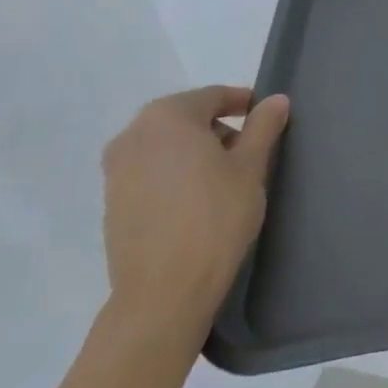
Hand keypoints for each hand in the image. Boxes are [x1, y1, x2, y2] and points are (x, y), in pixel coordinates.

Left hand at [101, 87, 289, 336]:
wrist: (164, 291)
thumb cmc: (215, 217)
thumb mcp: (251, 166)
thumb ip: (263, 126)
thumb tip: (276, 100)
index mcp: (167, 116)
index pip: (213, 96)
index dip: (243, 103)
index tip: (267, 119)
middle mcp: (133, 134)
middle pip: (186, 118)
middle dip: (218, 128)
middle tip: (250, 151)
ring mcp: (116, 169)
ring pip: (166, 145)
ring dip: (195, 151)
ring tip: (225, 178)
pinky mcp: (111, 201)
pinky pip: (150, 171)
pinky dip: (175, 173)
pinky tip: (197, 200)